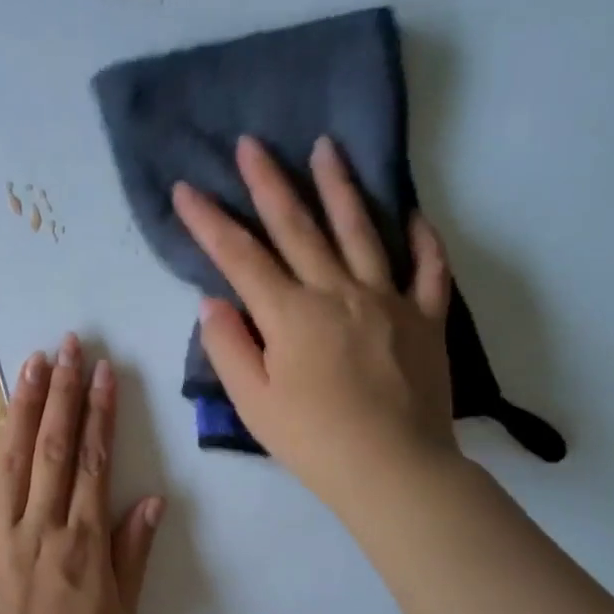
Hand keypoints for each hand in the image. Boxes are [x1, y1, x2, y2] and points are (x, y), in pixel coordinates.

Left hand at [0, 335, 164, 613]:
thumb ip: (132, 554)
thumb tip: (151, 498)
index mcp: (83, 544)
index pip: (94, 463)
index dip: (100, 414)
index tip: (102, 372)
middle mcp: (41, 528)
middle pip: (53, 448)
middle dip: (63, 393)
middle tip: (68, 345)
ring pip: (11, 458)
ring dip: (23, 406)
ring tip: (33, 362)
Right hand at [171, 134, 459, 511]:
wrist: (394, 470)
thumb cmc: (313, 441)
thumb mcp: (253, 402)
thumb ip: (228, 347)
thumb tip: (214, 301)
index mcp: (290, 314)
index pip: (239, 257)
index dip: (209, 221)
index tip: (186, 188)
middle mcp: (338, 292)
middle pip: (298, 228)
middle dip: (269, 183)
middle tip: (252, 143)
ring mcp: (388, 300)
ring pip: (361, 231)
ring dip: (341, 187)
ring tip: (327, 147)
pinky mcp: (426, 318)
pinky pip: (427, 269)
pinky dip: (421, 239)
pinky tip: (411, 214)